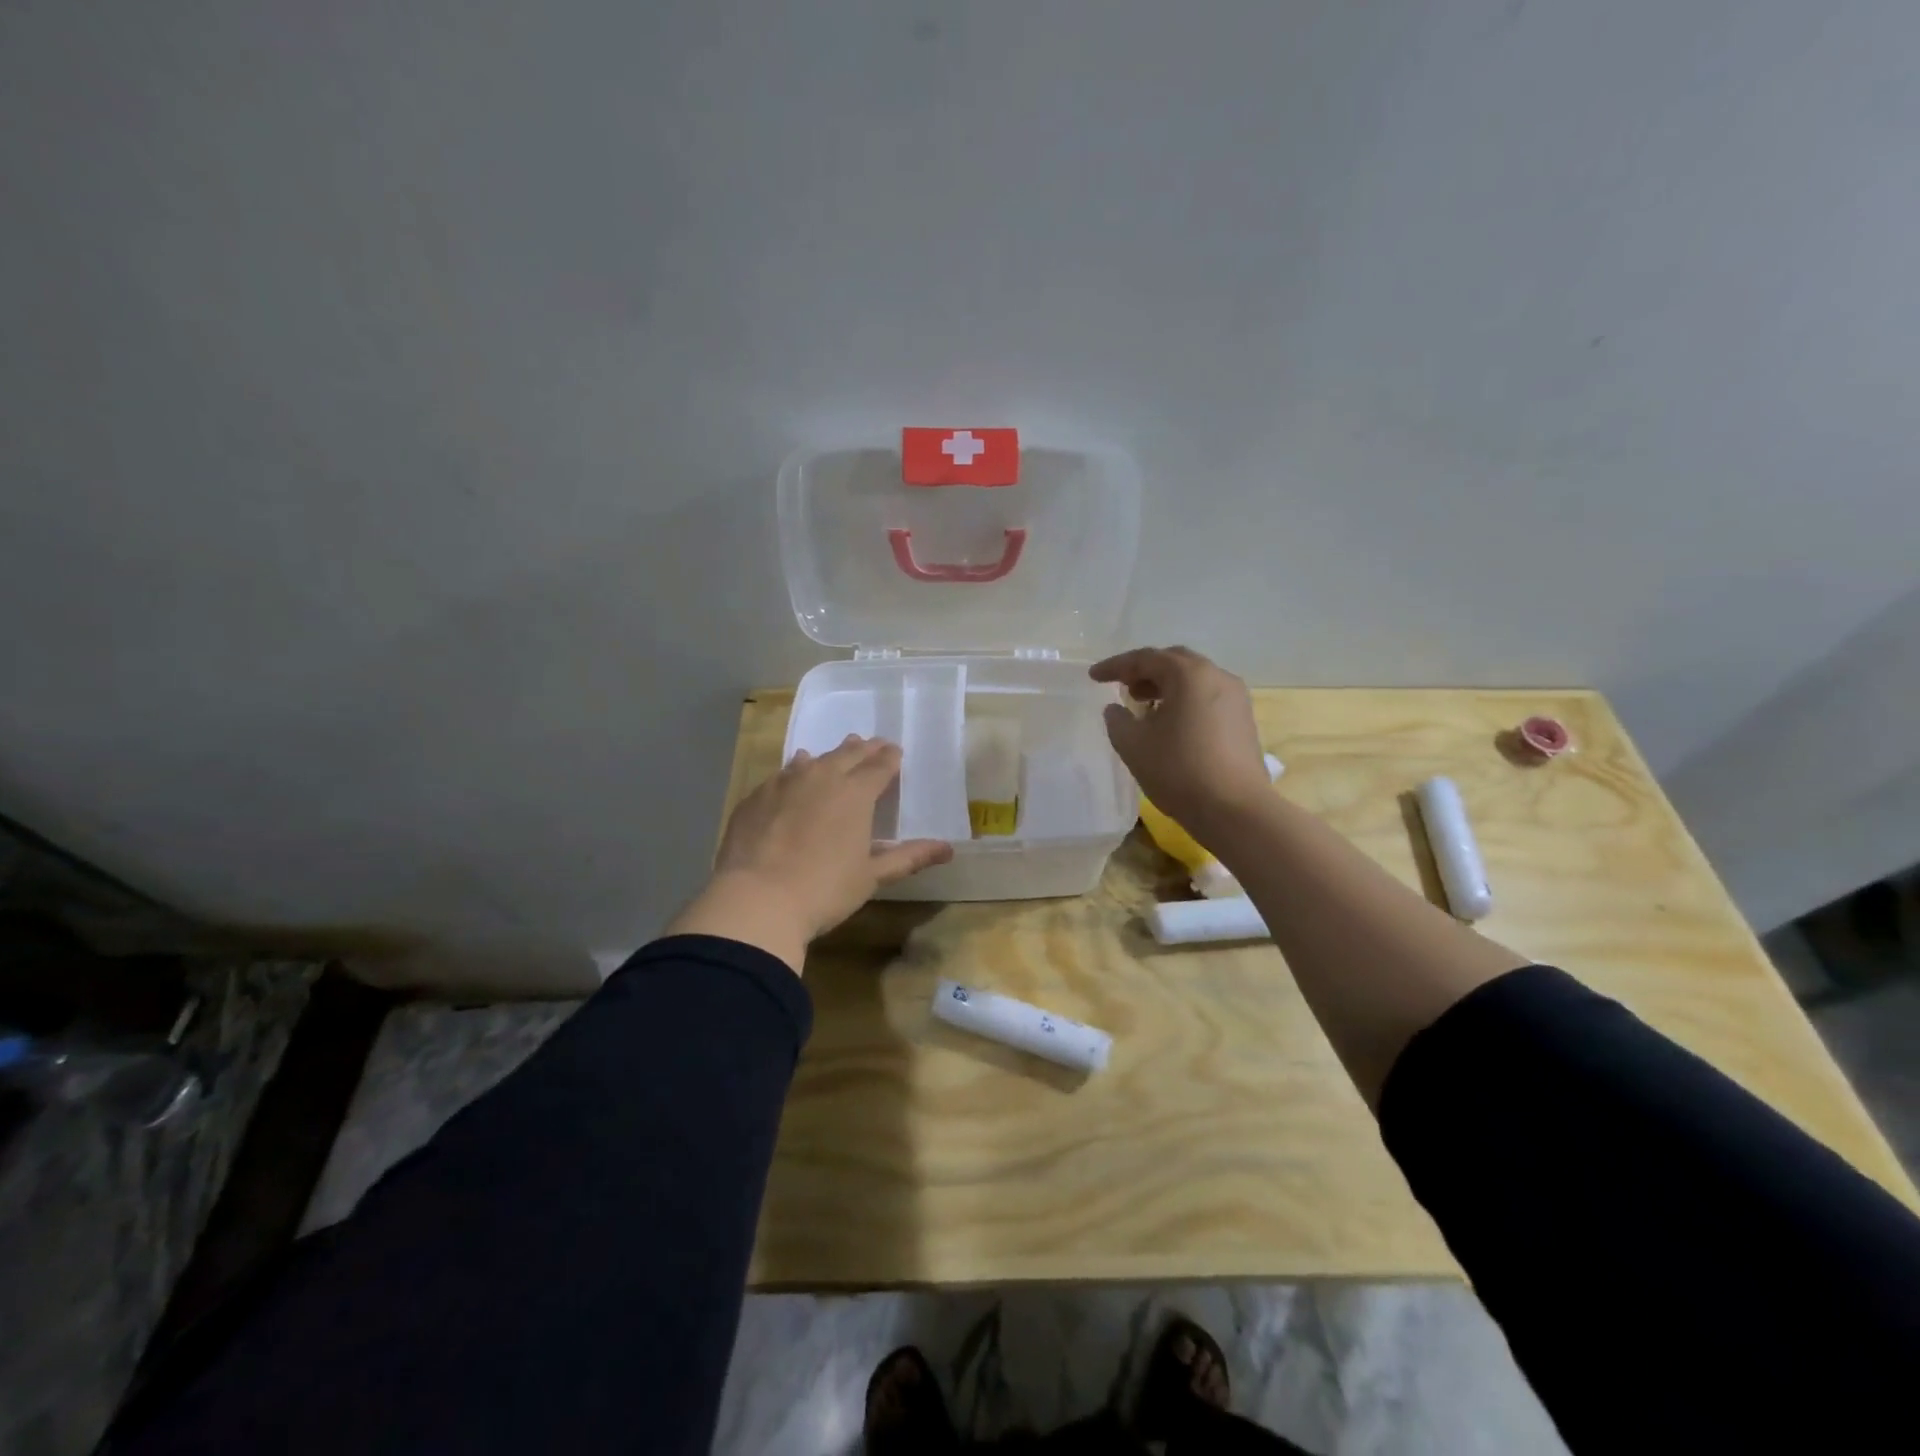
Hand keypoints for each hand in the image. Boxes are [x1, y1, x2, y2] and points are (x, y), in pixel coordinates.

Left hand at [666, 736, 953, 973]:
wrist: (756, 900)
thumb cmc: (824, 889)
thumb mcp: (872, 876)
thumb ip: (908, 857)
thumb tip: (948, 849)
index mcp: (855, 793)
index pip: (880, 766)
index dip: (890, 758)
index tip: (896, 753)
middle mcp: (821, 777)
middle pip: (847, 755)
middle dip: (864, 749)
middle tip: (873, 744)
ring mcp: (784, 783)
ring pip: (813, 760)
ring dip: (829, 756)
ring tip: (836, 754)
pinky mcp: (756, 797)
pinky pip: (782, 774)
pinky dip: (795, 771)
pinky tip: (793, 775)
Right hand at [1090, 646, 1270, 840]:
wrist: (1235, 810)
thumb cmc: (1178, 770)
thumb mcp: (1133, 745)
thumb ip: (1117, 720)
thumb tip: (1116, 709)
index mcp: (1189, 674)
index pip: (1145, 658)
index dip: (1115, 666)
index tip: (1093, 677)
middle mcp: (1217, 676)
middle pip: (1175, 662)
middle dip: (1145, 671)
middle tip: (1123, 686)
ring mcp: (1236, 699)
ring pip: (1194, 680)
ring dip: (1166, 686)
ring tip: (1144, 705)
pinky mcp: (1244, 721)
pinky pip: (1208, 698)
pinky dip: (1185, 701)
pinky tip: (1171, 724)